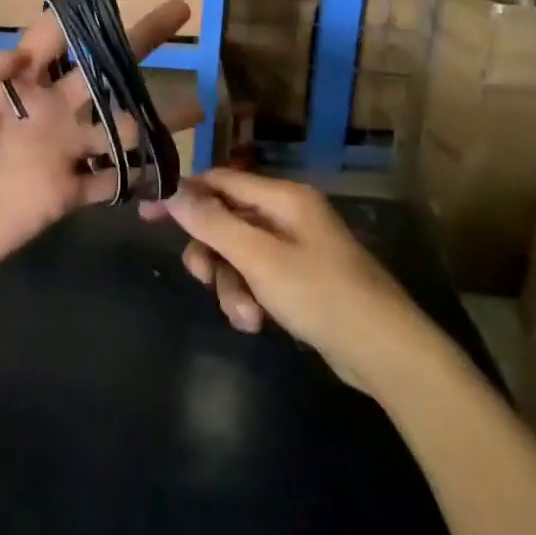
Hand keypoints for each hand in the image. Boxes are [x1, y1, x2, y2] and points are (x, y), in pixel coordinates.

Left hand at [0, 0, 194, 283]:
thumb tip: (19, 55)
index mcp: (13, 77)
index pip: (57, 28)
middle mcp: (47, 106)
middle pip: (104, 64)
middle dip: (140, 37)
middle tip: (179, 8)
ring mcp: (61, 150)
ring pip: (122, 123)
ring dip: (158, 113)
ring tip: (199, 102)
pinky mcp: (68, 193)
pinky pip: (114, 180)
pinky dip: (144, 175)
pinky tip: (175, 166)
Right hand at [143, 169, 426, 391]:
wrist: (387, 353)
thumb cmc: (322, 295)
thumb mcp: (259, 258)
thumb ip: (213, 223)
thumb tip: (172, 191)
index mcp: (283, 198)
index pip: (220, 181)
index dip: (183, 195)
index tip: (148, 214)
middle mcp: (287, 216)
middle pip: (225, 221)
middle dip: (212, 254)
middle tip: (203, 279)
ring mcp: (295, 248)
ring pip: (238, 255)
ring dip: (231, 285)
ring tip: (245, 317)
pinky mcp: (299, 279)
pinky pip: (257, 277)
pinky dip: (250, 296)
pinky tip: (257, 323)